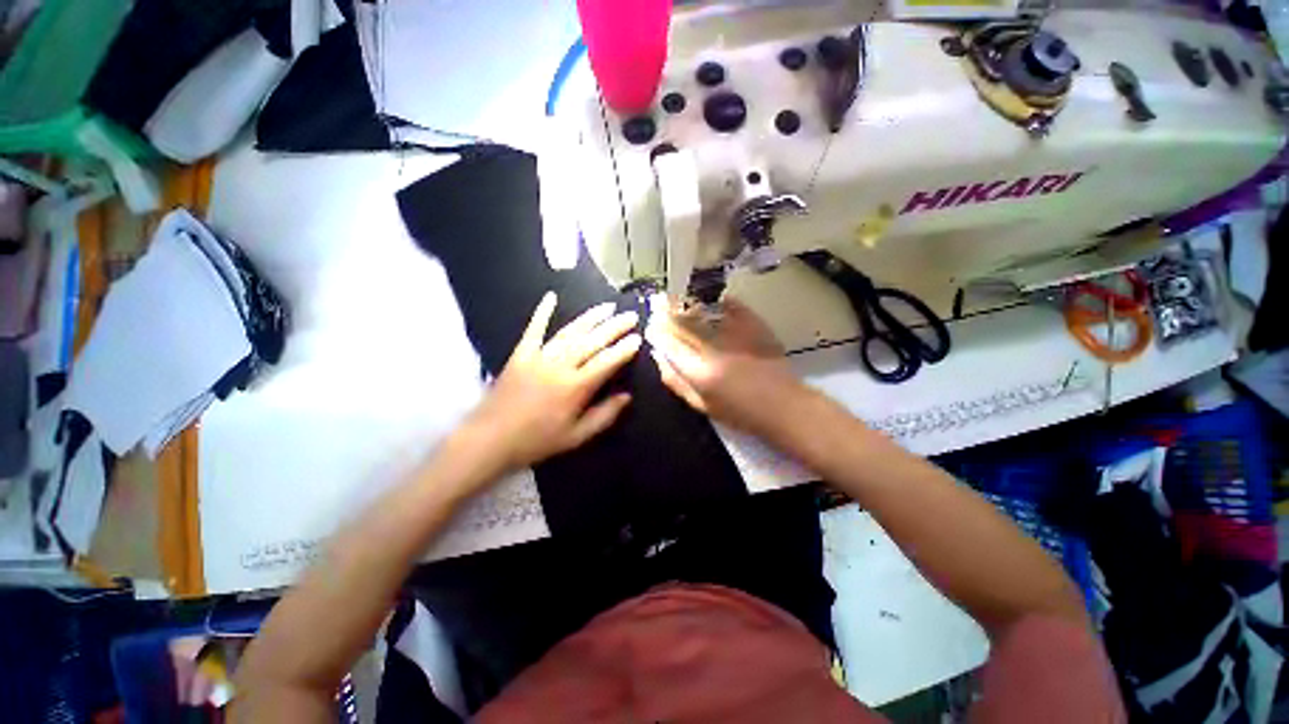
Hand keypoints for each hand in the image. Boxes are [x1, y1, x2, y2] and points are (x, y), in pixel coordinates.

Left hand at [464, 292, 640, 473]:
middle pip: (592, 341)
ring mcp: (539, 356)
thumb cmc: (537, 441)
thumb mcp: (576, 436)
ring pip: (570, 332)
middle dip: (614, 327)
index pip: (606, 362)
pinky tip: (551, 296)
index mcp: (575, 387)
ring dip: (590, 318)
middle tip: (630, 316)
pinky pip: (534, 329)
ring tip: (607, 307)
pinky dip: (542, 312)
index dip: (624, 349)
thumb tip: (627, 397)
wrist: (490, 439)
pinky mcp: (521, 354)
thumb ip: (604, 416)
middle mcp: (560, 366)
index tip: (638, 339)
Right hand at [645, 296, 802, 433]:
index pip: (671, 345)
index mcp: (701, 372)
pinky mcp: (755, 326)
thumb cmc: (740, 412)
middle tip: (658, 303)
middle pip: (684, 325)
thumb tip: (659, 359)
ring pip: (704, 312)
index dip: (658, 333)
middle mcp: (715, 350)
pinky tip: (709, 299)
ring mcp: (736, 335)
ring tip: (676, 298)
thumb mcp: (702, 405)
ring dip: (687, 304)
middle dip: (667, 312)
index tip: (651, 324)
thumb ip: (677, 382)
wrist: (782, 405)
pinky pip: (732, 307)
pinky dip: (718, 301)